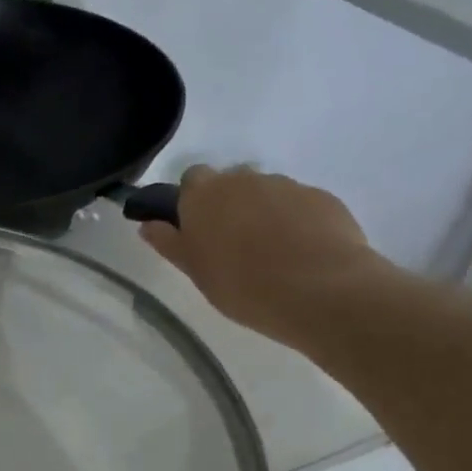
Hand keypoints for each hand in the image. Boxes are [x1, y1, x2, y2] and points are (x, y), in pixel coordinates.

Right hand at [138, 165, 382, 346]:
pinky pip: (300, 205)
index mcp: (204, 195)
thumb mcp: (195, 271)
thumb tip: (148, 225)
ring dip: (264, 212)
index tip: (197, 228)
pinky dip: (297, 222)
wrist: (321, 291)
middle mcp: (244, 180)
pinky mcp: (323, 198)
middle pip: (231, 182)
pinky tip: (302, 254)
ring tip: (272, 253)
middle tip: (233, 244)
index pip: (191, 178)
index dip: (193, 199)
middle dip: (230, 204)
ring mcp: (287, 186)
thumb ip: (170, 243)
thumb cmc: (242, 285)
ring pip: (267, 192)